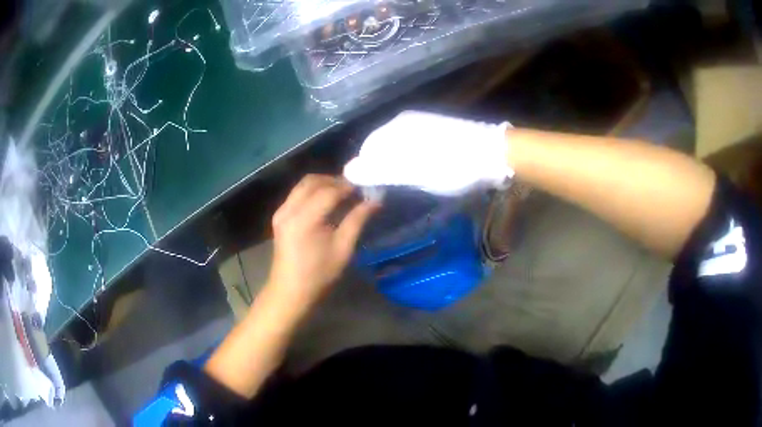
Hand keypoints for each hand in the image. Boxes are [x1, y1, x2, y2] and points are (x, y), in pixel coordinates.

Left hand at [265, 175, 377, 310]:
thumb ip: (357, 220)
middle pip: (313, 181)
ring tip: (343, 193)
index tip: (365, 188)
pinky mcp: (279, 216)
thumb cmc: (318, 275)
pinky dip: (313, 191)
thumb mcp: (343, 249)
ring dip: (323, 183)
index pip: (329, 191)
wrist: (290, 292)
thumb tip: (375, 201)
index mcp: (304, 219)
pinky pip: (297, 193)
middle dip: (335, 180)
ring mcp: (281, 212)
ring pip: (303, 185)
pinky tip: (326, 201)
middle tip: (354, 189)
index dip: (348, 187)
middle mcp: (289, 209)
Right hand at [343, 110, 513, 195]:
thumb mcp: (411, 171)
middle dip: (383, 168)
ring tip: (410, 182)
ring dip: (398, 165)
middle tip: (394, 190)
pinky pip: (414, 145)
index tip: (377, 191)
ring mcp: (423, 123)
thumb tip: (347, 170)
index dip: (368, 172)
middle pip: (382, 147)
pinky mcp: (437, 129)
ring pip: (398, 147)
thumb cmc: (451, 165)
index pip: (367, 150)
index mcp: (396, 128)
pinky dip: (413, 160)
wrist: (494, 153)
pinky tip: (426, 170)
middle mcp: (405, 121)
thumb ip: (379, 170)